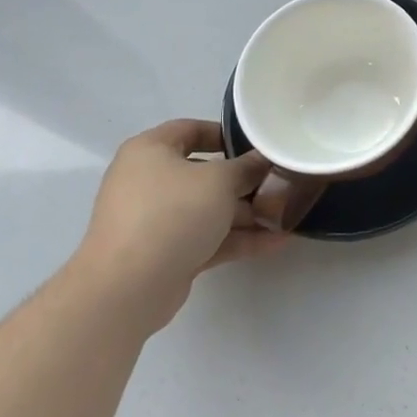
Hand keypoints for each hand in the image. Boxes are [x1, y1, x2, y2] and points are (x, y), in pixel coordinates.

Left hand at [69, 119, 285, 332]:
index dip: (225, 133)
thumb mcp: (219, 180)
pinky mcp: (167, 253)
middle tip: (281, 183)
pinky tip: (276, 241)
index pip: (190, 130)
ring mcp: (156, 220)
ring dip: (247, 213)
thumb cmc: (172, 213)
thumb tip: (263, 161)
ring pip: (209, 209)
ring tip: (288, 215)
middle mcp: (149, 181)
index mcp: (150, 151)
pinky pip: (208, 237)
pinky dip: (238, 238)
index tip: (258, 145)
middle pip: (204, 173)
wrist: (129, 287)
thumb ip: (247, 167)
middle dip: (245, 181)